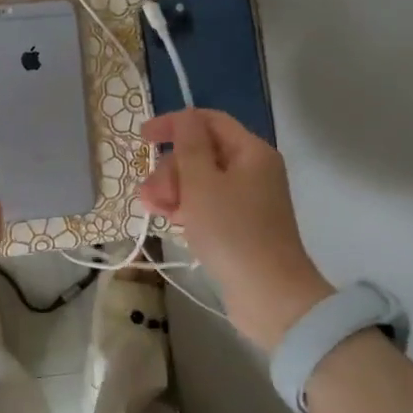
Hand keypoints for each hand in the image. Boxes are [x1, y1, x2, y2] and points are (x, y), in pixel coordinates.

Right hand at [137, 109, 332, 351]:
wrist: (268, 295)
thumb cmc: (231, 231)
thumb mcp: (202, 182)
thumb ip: (189, 145)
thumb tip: (185, 117)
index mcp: (251, 152)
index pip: (209, 121)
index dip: (175, 124)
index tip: (143, 138)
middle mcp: (253, 170)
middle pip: (202, 153)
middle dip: (171, 168)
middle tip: (150, 194)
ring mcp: (248, 200)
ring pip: (201, 181)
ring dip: (173, 189)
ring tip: (153, 210)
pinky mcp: (240, 226)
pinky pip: (207, 204)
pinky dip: (186, 207)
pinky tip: (169, 221)